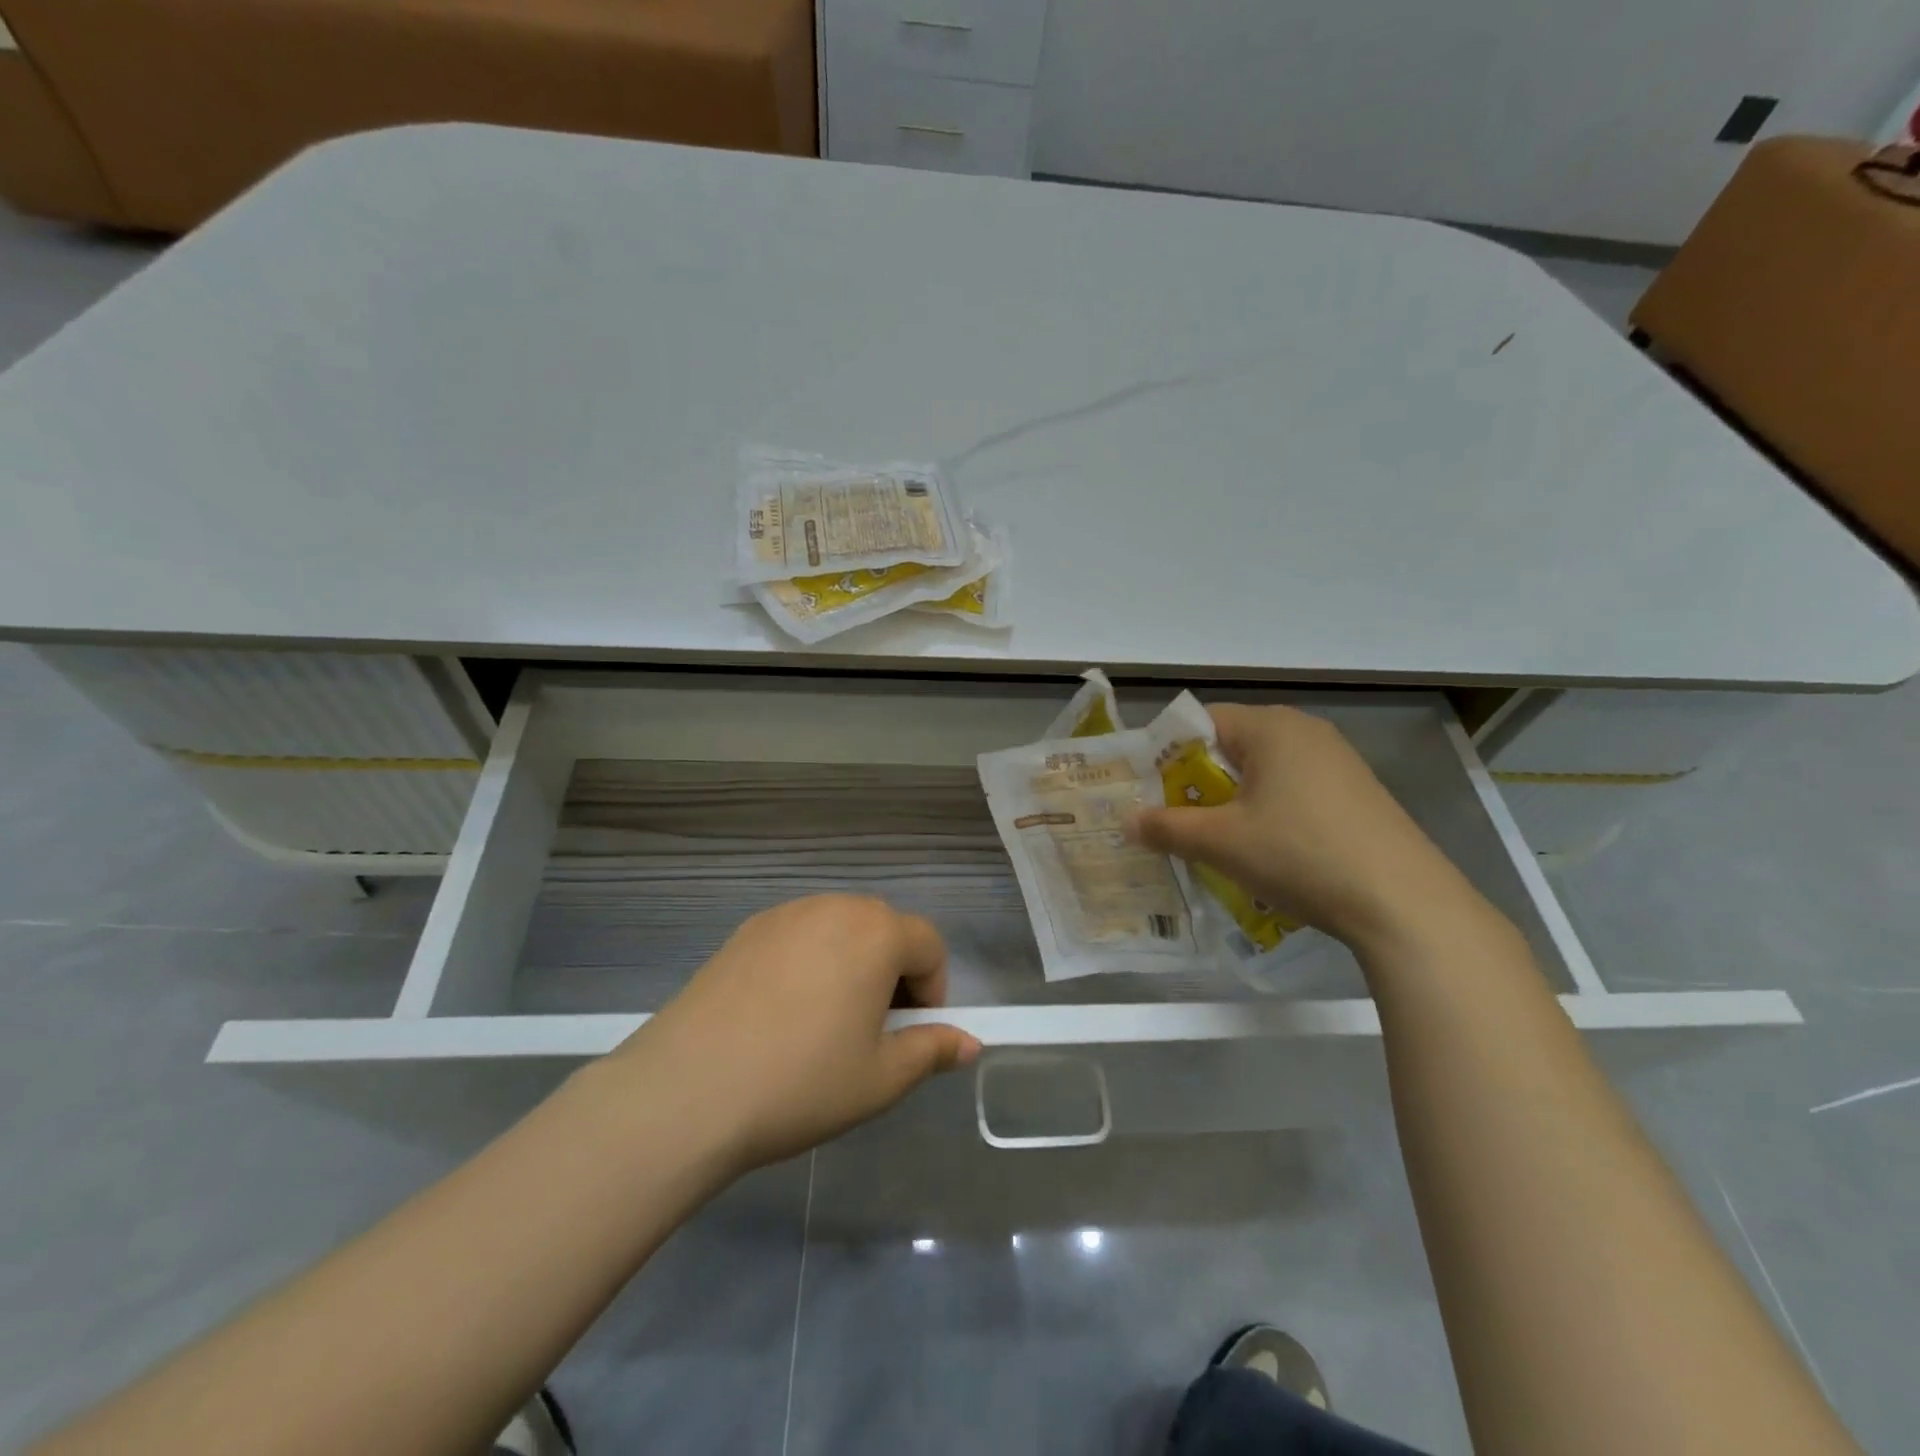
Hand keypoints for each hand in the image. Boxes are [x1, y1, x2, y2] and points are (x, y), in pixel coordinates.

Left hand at [609, 895, 980, 1171]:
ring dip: (849, 965)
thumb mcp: (880, 1079)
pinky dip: (807, 963)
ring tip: (822, 1024)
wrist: (687, 1090)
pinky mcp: (744, 930)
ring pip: (839, 930)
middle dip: (891, 973)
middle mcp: (833, 907)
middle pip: (884, 930)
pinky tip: (778, 1015)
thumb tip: (969, 1044)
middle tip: (869, 1031)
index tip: (908, 1034)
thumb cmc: (801, 1082)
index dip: (932, 989)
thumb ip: (931, 1051)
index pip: (928, 944)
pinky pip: (797, 937)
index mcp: (876, 932)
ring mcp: (784, 914)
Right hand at [1128, 704, 1478, 952]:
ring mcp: (1337, 762)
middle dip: (1197, 782)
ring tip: (1216, 840)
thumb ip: (1167, 827)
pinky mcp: (1356, 793)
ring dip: (1231, 801)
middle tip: (1175, 820)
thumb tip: (1127, 822)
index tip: (1149, 792)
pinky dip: (1267, 811)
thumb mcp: (1221, 842)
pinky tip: (1267, 851)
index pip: (1200, 722)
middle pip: (1231, 746)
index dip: (1167, 755)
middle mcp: (1305, 731)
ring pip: (1262, 771)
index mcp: (1271, 727)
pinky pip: (1293, 790)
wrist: (1404, 903)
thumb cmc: (1300, 854)